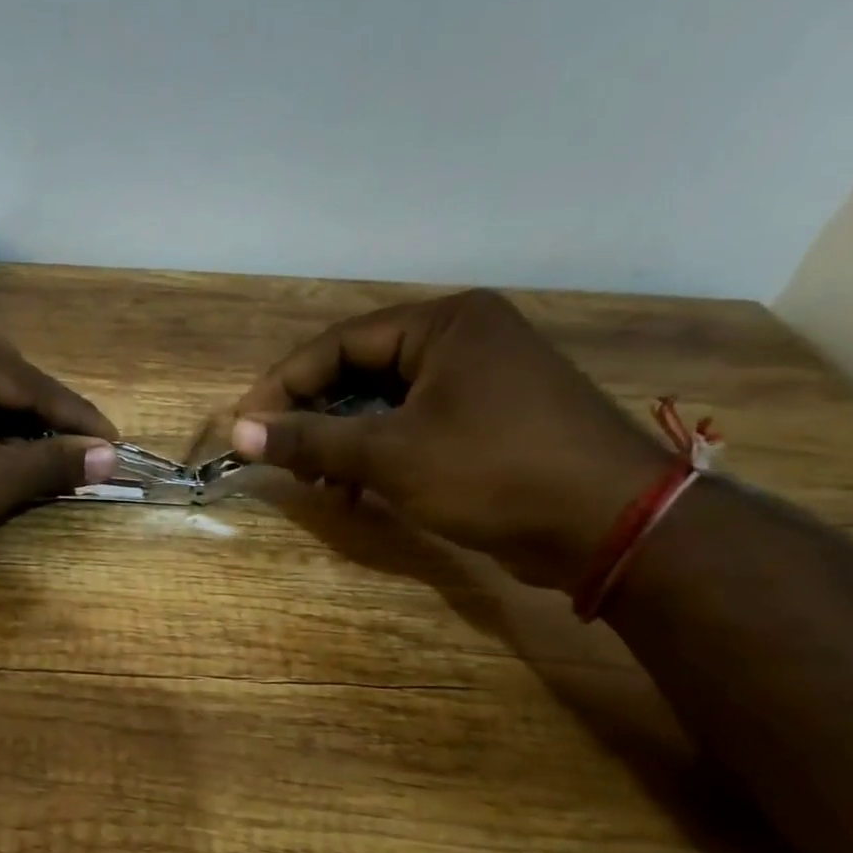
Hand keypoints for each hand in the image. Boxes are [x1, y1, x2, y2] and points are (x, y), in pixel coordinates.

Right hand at [229, 290, 669, 591]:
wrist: (615, 527)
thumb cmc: (495, 473)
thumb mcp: (390, 456)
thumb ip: (310, 439)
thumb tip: (238, 432)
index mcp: (444, 324)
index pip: (339, 343)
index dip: (284, 384)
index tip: (245, 425)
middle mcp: (463, 338)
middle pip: (360, 369)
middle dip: (314, 415)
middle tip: (278, 455)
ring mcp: (481, 378)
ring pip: (384, 400)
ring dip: (342, 439)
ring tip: (316, 480)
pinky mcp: (490, 417)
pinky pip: (413, 422)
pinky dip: (378, 451)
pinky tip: (357, 487)